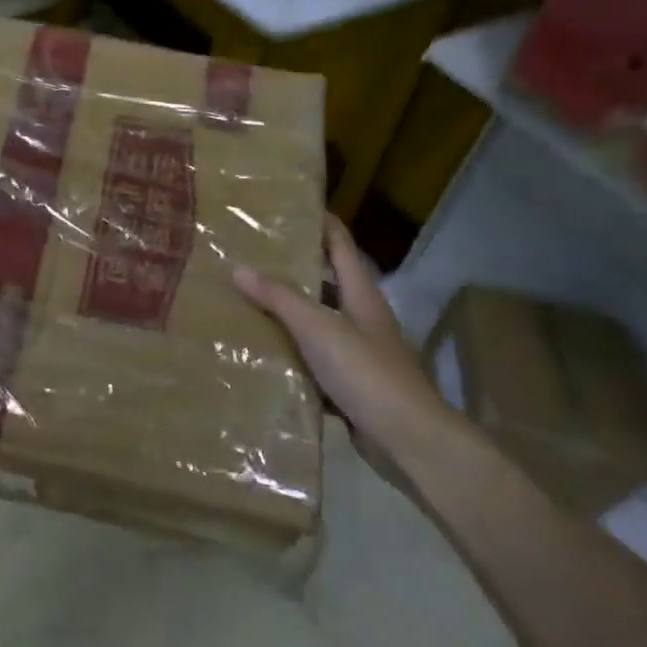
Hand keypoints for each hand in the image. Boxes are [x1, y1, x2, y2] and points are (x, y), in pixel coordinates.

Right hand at [233, 216, 452, 452]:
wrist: (409, 441)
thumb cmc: (367, 373)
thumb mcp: (318, 328)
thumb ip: (279, 298)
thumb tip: (238, 267)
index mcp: (361, 295)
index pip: (340, 245)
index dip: (321, 222)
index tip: (290, 205)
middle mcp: (362, 318)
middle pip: (326, 281)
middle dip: (293, 267)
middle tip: (250, 253)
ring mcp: (358, 353)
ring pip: (317, 321)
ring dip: (287, 311)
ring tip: (245, 298)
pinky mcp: (350, 385)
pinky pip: (313, 358)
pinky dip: (290, 351)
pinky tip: (261, 351)